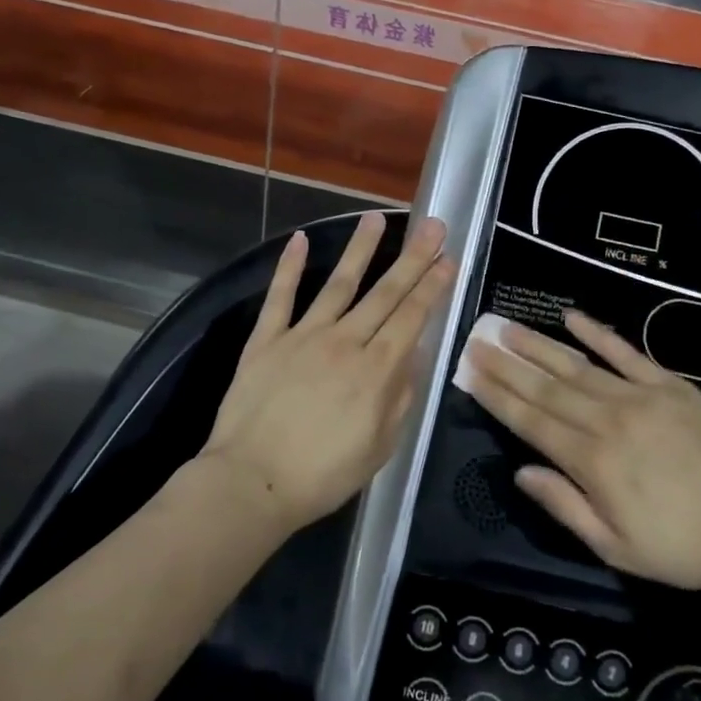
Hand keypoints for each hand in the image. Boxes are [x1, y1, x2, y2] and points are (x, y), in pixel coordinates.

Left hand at [203, 212, 452, 529]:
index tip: (448, 259)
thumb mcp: (380, 447)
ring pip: (338, 284)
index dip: (433, 286)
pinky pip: (280, 297)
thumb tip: (415, 354)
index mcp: (376, 370)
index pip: (412, 317)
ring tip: (377, 218)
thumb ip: (400, 396)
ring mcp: (303, 336)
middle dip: (413, 258)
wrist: (252, 482)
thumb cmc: (323, 474)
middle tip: (433, 225)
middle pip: (385, 293)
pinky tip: (299, 239)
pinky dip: (288, 267)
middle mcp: (345, 342)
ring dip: (360, 249)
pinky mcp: (266, 340)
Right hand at [461, 311, 700, 599]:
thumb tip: (520, 472)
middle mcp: (606, 420)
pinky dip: (598, 333)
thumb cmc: (683, 546)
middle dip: (507, 365)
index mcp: (591, 461)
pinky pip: (626, 353)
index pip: (530, 421)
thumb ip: (565, 506)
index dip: (497, 396)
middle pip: (545, 387)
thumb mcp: (617, 547)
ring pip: (576, 365)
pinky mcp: (669, 385)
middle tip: (477, 341)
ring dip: (538, 345)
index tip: (470, 373)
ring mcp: (638, 397)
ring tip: (507, 327)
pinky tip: (571, 316)